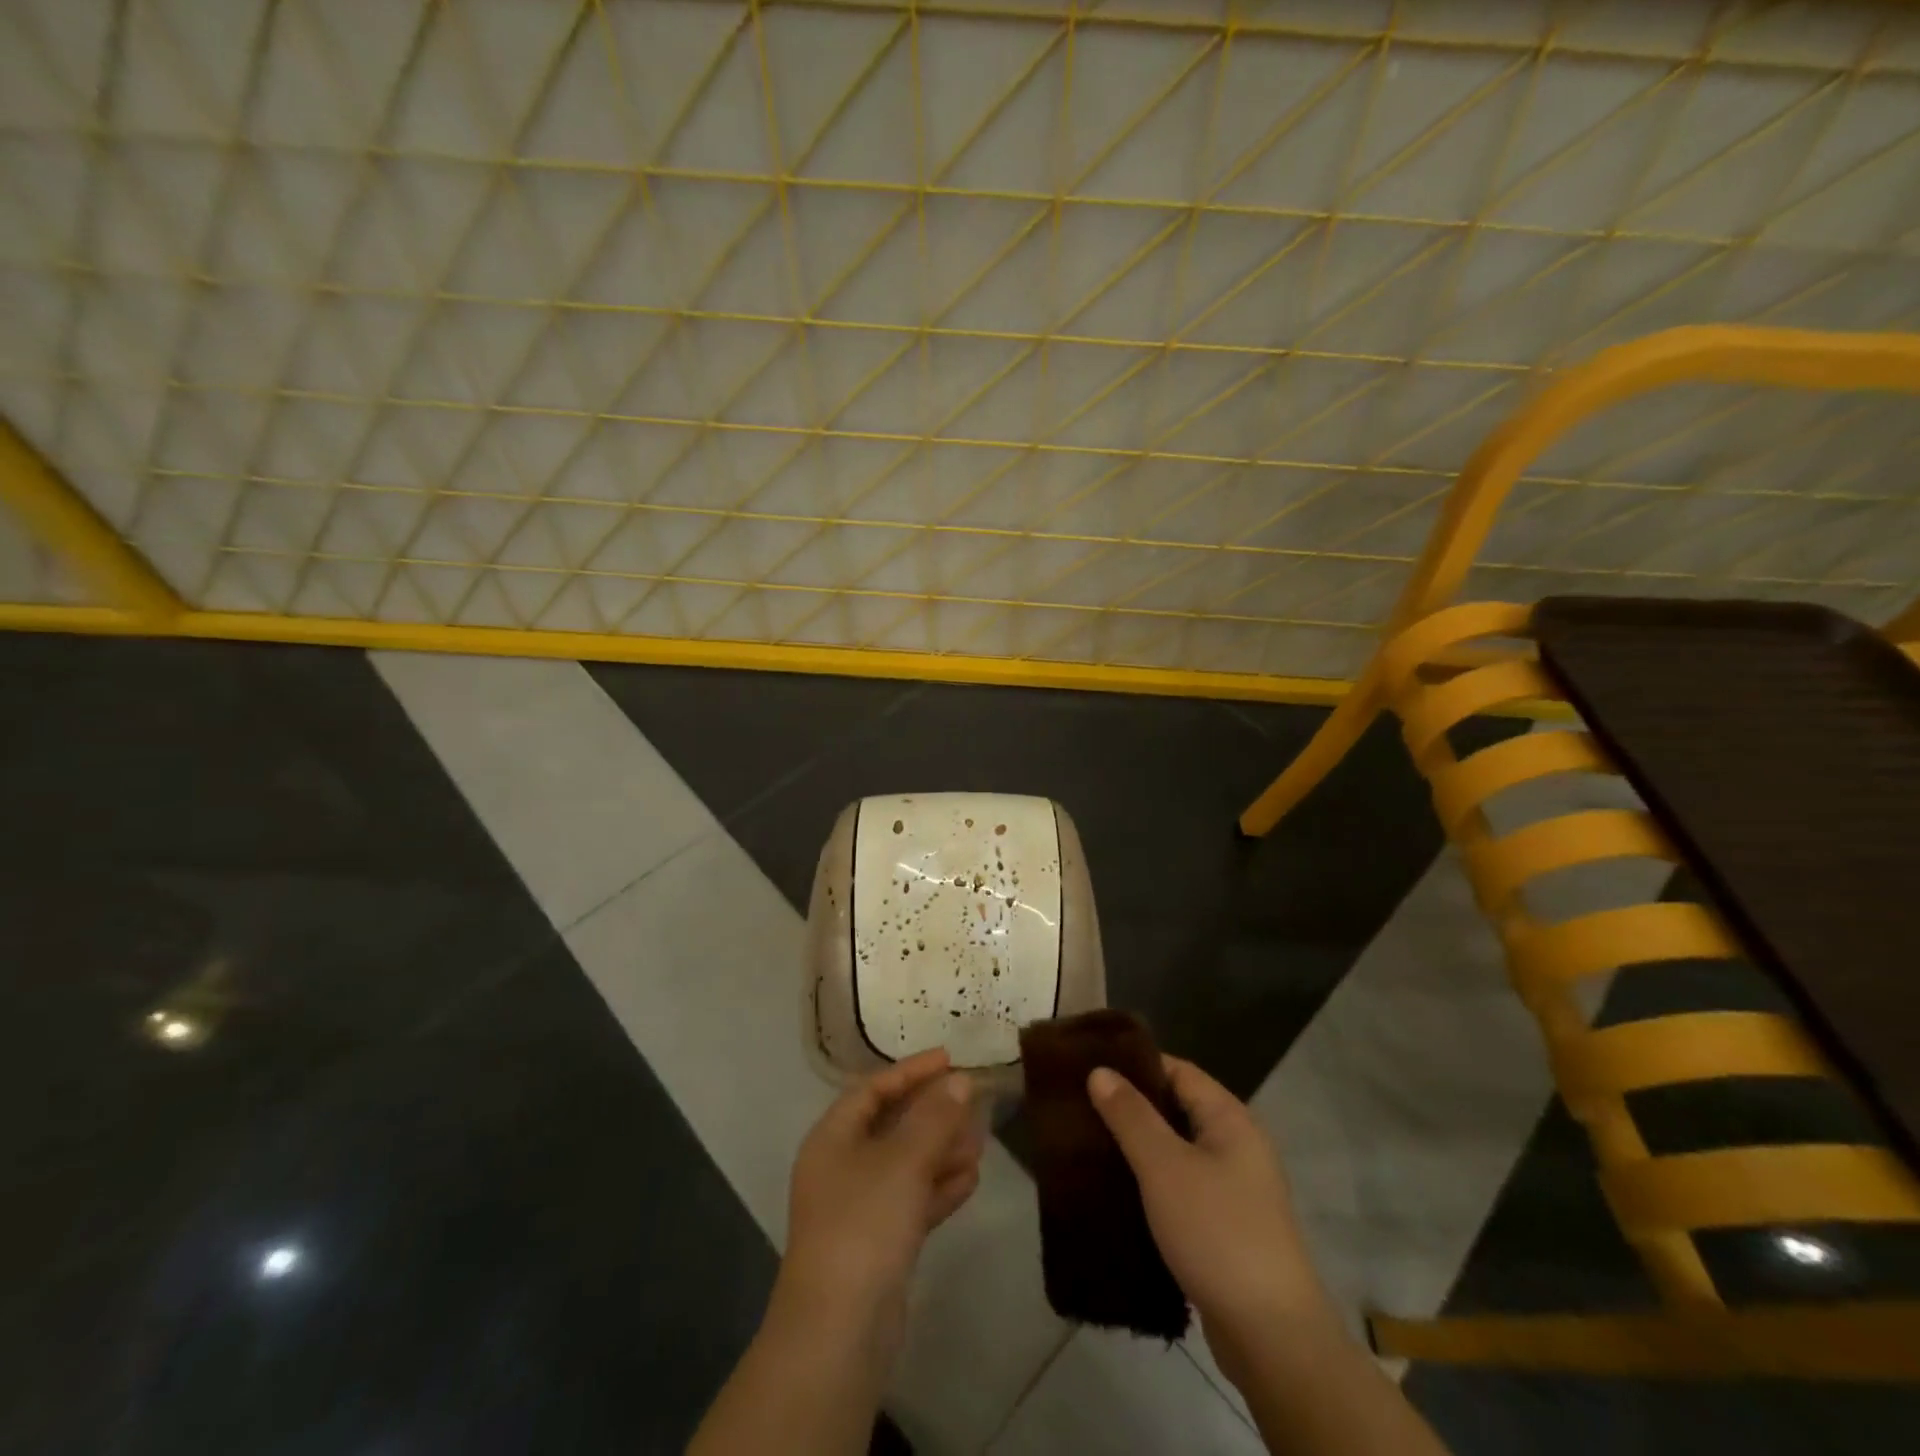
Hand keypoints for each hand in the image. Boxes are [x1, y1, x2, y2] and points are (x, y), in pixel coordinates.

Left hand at [777, 1049, 983, 1351]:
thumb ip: (934, 1117)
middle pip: (891, 1125)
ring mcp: (858, 1208)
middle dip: (932, 1112)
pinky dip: (938, 1187)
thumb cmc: (864, 1224)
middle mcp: (841, 1167)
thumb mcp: (903, 1160)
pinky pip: (911, 1201)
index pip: (873, 1088)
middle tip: (973, 1101)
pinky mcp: (877, 1245)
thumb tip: (959, 1080)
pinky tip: (971, 1179)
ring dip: (941, 1150)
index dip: (911, 1070)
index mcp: (833, 1138)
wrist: (838, 1332)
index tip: (950, 1058)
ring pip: (905, 1164)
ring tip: (981, 1140)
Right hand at [1088, 1056, 1336, 1381]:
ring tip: (1090, 1146)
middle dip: (1132, 1107)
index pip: (1177, 1070)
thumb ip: (1131, 1116)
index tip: (1090, 1067)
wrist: (1272, 1337)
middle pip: (1177, 1108)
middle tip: (1081, 1107)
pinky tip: (1119, 1192)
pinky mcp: (1227, 1226)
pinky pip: (1183, 1186)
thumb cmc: (1216, 1233)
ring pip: (1178, 1150)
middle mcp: (1238, 1144)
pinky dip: (1153, 1182)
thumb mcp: (1164, 1167)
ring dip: (1139, 1147)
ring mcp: (1236, 1188)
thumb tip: (1100, 1070)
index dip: (1135, 1065)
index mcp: (1230, 1119)